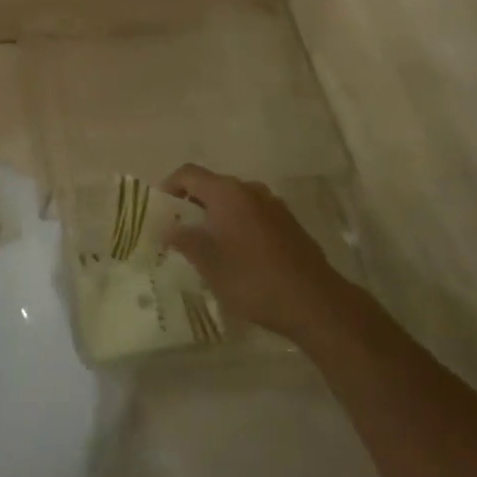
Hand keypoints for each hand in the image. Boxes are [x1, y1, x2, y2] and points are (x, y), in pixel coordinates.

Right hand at [164, 165, 345, 345]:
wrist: (315, 302)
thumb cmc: (254, 280)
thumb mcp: (210, 265)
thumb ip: (185, 241)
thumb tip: (167, 228)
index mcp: (226, 192)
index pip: (188, 174)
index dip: (169, 187)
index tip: (160, 210)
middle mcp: (250, 189)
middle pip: (212, 185)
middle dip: (193, 203)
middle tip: (181, 230)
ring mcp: (273, 204)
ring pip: (234, 200)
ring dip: (217, 215)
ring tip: (209, 244)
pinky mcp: (289, 223)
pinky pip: (254, 214)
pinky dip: (239, 224)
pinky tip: (239, 254)